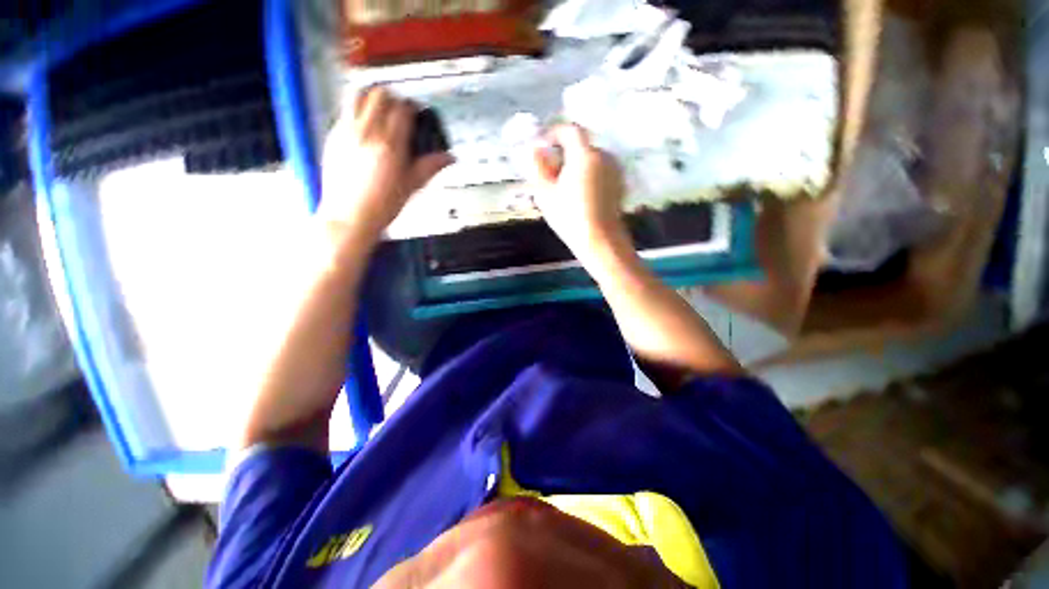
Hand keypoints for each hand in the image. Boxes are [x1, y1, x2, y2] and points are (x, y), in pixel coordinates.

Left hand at [320, 87, 452, 244]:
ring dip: (371, 96)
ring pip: (357, 94)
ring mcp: (346, 131)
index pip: (402, 109)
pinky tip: (365, 128)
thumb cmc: (383, 205)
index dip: (412, 107)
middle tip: (399, 111)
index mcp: (390, 145)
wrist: (349, 216)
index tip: (416, 113)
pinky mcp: (333, 136)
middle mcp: (366, 132)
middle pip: (379, 94)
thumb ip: (430, 166)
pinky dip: (357, 110)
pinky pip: (345, 110)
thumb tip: (449, 157)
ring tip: (380, 110)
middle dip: (393, 98)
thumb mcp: (412, 186)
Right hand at [526, 125, 629, 263]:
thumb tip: (534, 150)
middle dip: (564, 153)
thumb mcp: (545, 193)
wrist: (600, 240)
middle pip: (581, 145)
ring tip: (564, 187)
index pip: (570, 130)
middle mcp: (603, 156)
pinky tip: (580, 195)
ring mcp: (614, 170)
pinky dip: (588, 175)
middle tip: (550, 173)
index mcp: (584, 155)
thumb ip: (538, 167)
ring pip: (591, 159)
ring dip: (576, 165)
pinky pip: (600, 170)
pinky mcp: (619, 183)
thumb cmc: (569, 217)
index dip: (554, 133)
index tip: (543, 146)